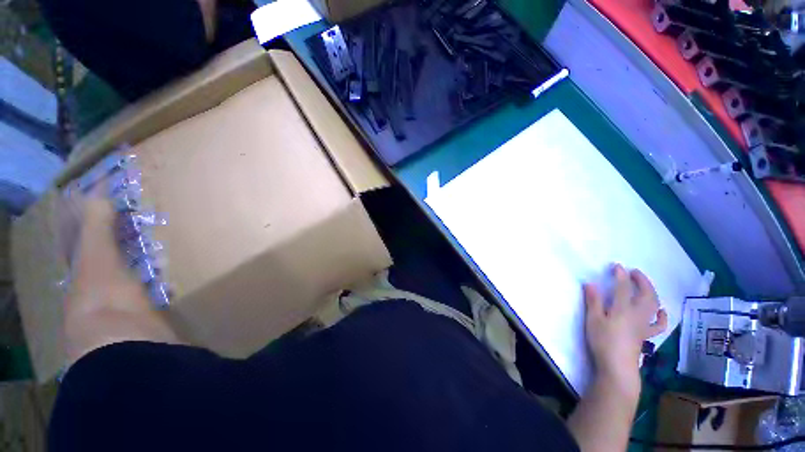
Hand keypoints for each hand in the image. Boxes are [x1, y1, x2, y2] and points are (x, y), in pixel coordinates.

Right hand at [582, 264, 666, 398]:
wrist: (617, 366)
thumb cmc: (602, 341)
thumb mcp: (592, 320)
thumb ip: (592, 301)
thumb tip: (590, 283)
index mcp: (622, 309)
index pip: (623, 287)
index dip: (621, 275)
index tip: (616, 266)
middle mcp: (637, 314)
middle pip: (646, 294)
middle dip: (641, 280)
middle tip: (634, 272)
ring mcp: (644, 325)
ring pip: (654, 305)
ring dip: (651, 292)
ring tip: (645, 285)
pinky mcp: (646, 335)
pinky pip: (658, 324)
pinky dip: (662, 316)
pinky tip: (661, 311)